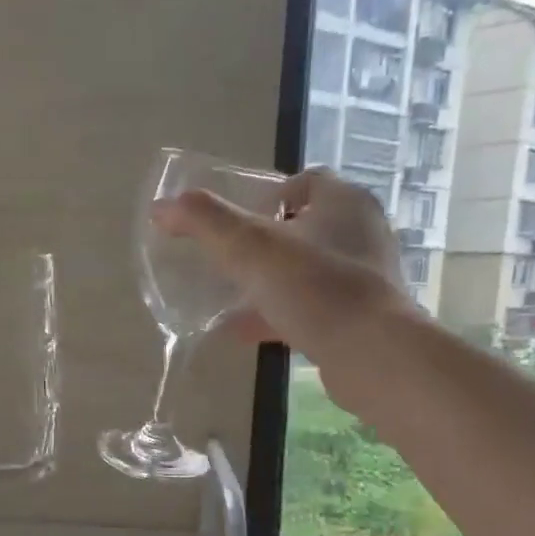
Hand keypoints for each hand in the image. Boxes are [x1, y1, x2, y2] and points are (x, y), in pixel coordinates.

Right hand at [154, 166, 409, 360]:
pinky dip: (278, 315)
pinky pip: (313, 308)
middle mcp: (361, 233)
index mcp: (344, 202)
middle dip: (266, 243)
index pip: (306, 181)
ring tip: (229, 298)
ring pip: (308, 271)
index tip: (240, 222)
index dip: (269, 195)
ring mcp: (364, 278)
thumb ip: (206, 223)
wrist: (373, 355)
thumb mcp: (252, 249)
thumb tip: (161, 207)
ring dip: (270, 283)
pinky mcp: (361, 317)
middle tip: (231, 260)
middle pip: (305, 227)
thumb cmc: (316, 288)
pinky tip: (242, 333)